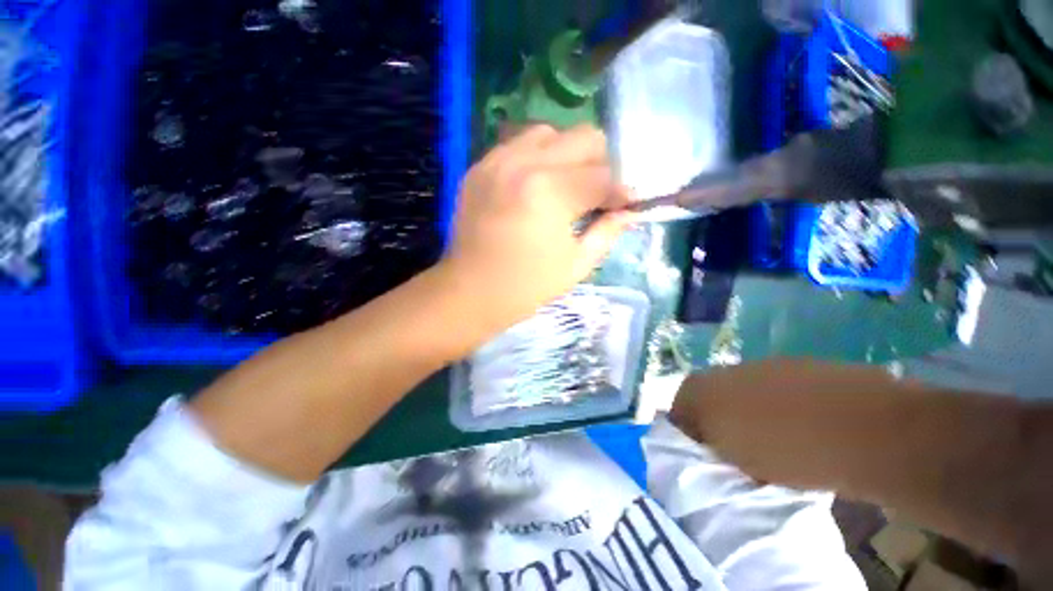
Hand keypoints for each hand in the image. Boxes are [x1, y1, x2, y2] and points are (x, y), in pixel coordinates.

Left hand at [438, 124, 635, 334]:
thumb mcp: (575, 265)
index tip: (626, 205)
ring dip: (568, 154)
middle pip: (584, 137)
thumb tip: (629, 211)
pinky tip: (537, 183)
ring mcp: (497, 160)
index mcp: (550, 192)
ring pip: (550, 132)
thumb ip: (607, 232)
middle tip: (598, 193)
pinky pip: (517, 143)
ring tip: (566, 184)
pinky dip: (537, 156)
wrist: (469, 292)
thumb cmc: (525, 287)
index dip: (621, 191)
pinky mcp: (480, 167)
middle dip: (601, 164)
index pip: (604, 176)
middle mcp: (524, 163)